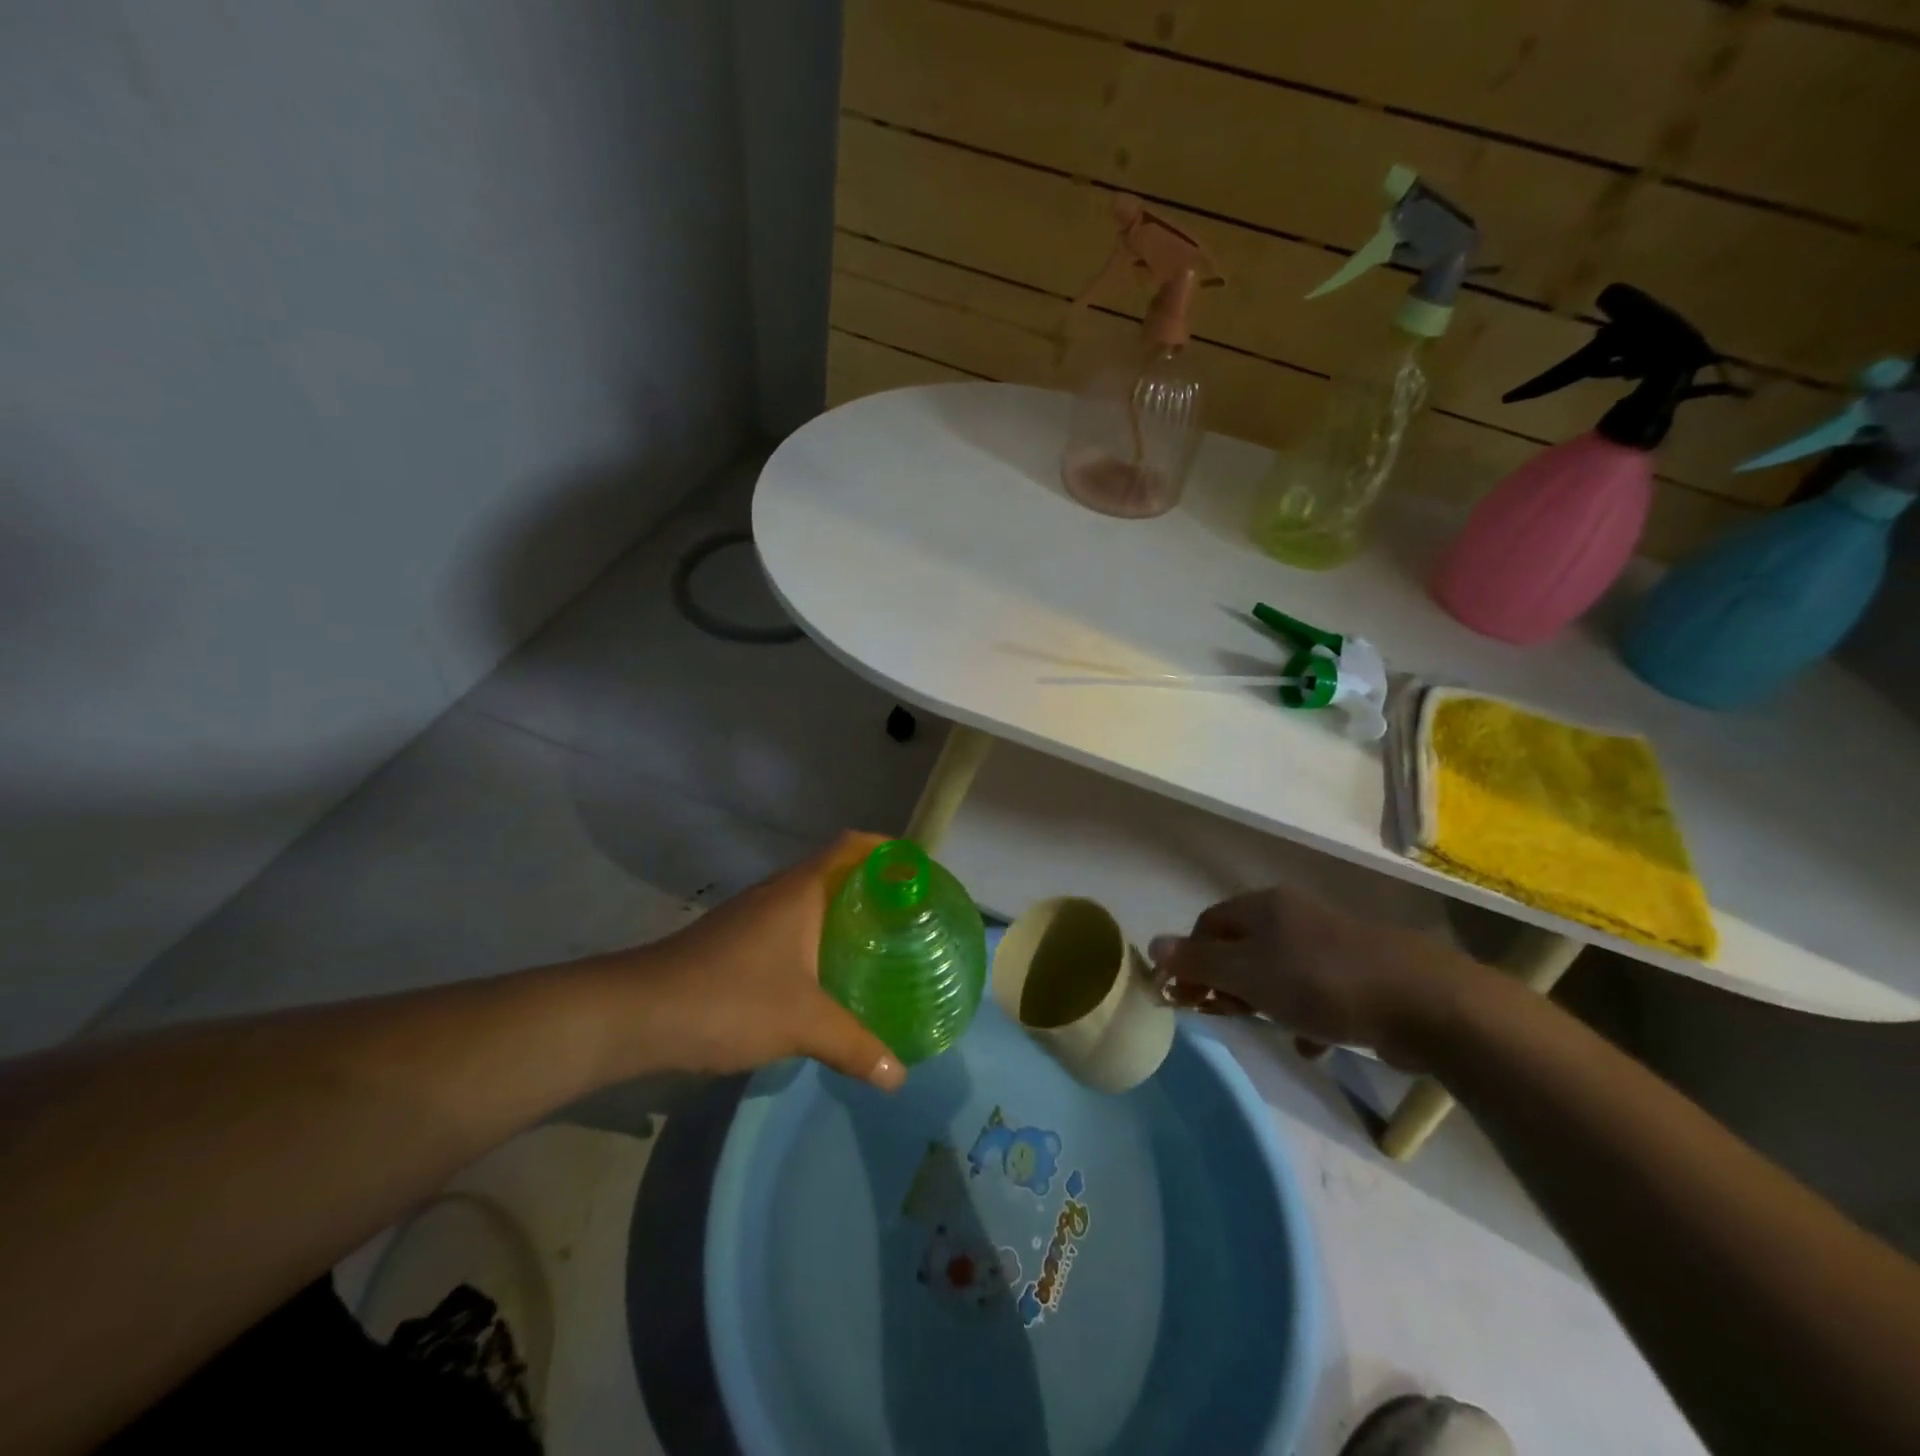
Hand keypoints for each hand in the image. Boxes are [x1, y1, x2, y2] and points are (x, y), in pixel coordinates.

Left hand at [589, 832, 906, 1090]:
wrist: (637, 1015)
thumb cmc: (729, 999)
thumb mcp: (802, 1023)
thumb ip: (854, 1046)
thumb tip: (899, 1077)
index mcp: (800, 891)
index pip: (851, 846)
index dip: (886, 849)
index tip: (919, 871)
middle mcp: (778, 893)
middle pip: (835, 871)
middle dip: (873, 887)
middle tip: (910, 915)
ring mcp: (752, 916)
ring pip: (810, 901)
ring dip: (843, 913)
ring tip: (879, 943)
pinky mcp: (735, 942)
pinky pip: (791, 926)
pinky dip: (817, 938)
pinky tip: (827, 974)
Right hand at [1148, 886, 1483, 1069]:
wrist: (1427, 1002)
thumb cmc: (1322, 983)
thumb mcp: (1249, 973)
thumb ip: (1199, 961)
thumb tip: (1152, 945)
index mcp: (1265, 907)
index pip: (1208, 923)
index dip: (1192, 957)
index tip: (1189, 995)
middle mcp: (1296, 916)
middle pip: (1243, 945)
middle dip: (1228, 981)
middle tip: (1226, 1014)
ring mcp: (1333, 942)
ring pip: (1281, 970)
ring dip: (1267, 1000)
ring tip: (1270, 1029)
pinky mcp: (1363, 973)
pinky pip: (1319, 991)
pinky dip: (1307, 1015)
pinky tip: (1313, 1044)